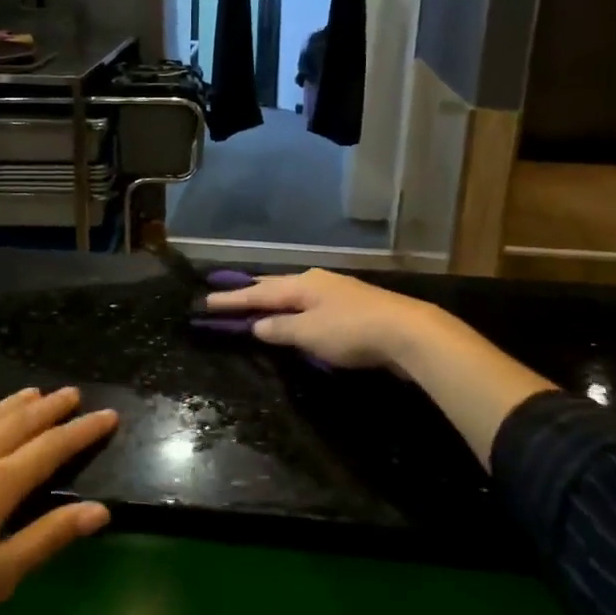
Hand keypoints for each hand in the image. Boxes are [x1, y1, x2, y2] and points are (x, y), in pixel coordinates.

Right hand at [203, 268, 444, 370]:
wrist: (409, 332)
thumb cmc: (351, 331)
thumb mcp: (309, 333)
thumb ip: (280, 329)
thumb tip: (257, 324)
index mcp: (302, 284)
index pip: (258, 293)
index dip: (231, 299)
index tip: (206, 301)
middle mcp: (316, 281)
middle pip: (276, 287)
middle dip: (251, 293)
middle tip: (226, 296)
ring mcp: (337, 292)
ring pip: (295, 295)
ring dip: (274, 301)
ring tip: (256, 303)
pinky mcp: (353, 308)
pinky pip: (311, 306)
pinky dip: (295, 311)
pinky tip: (296, 317)